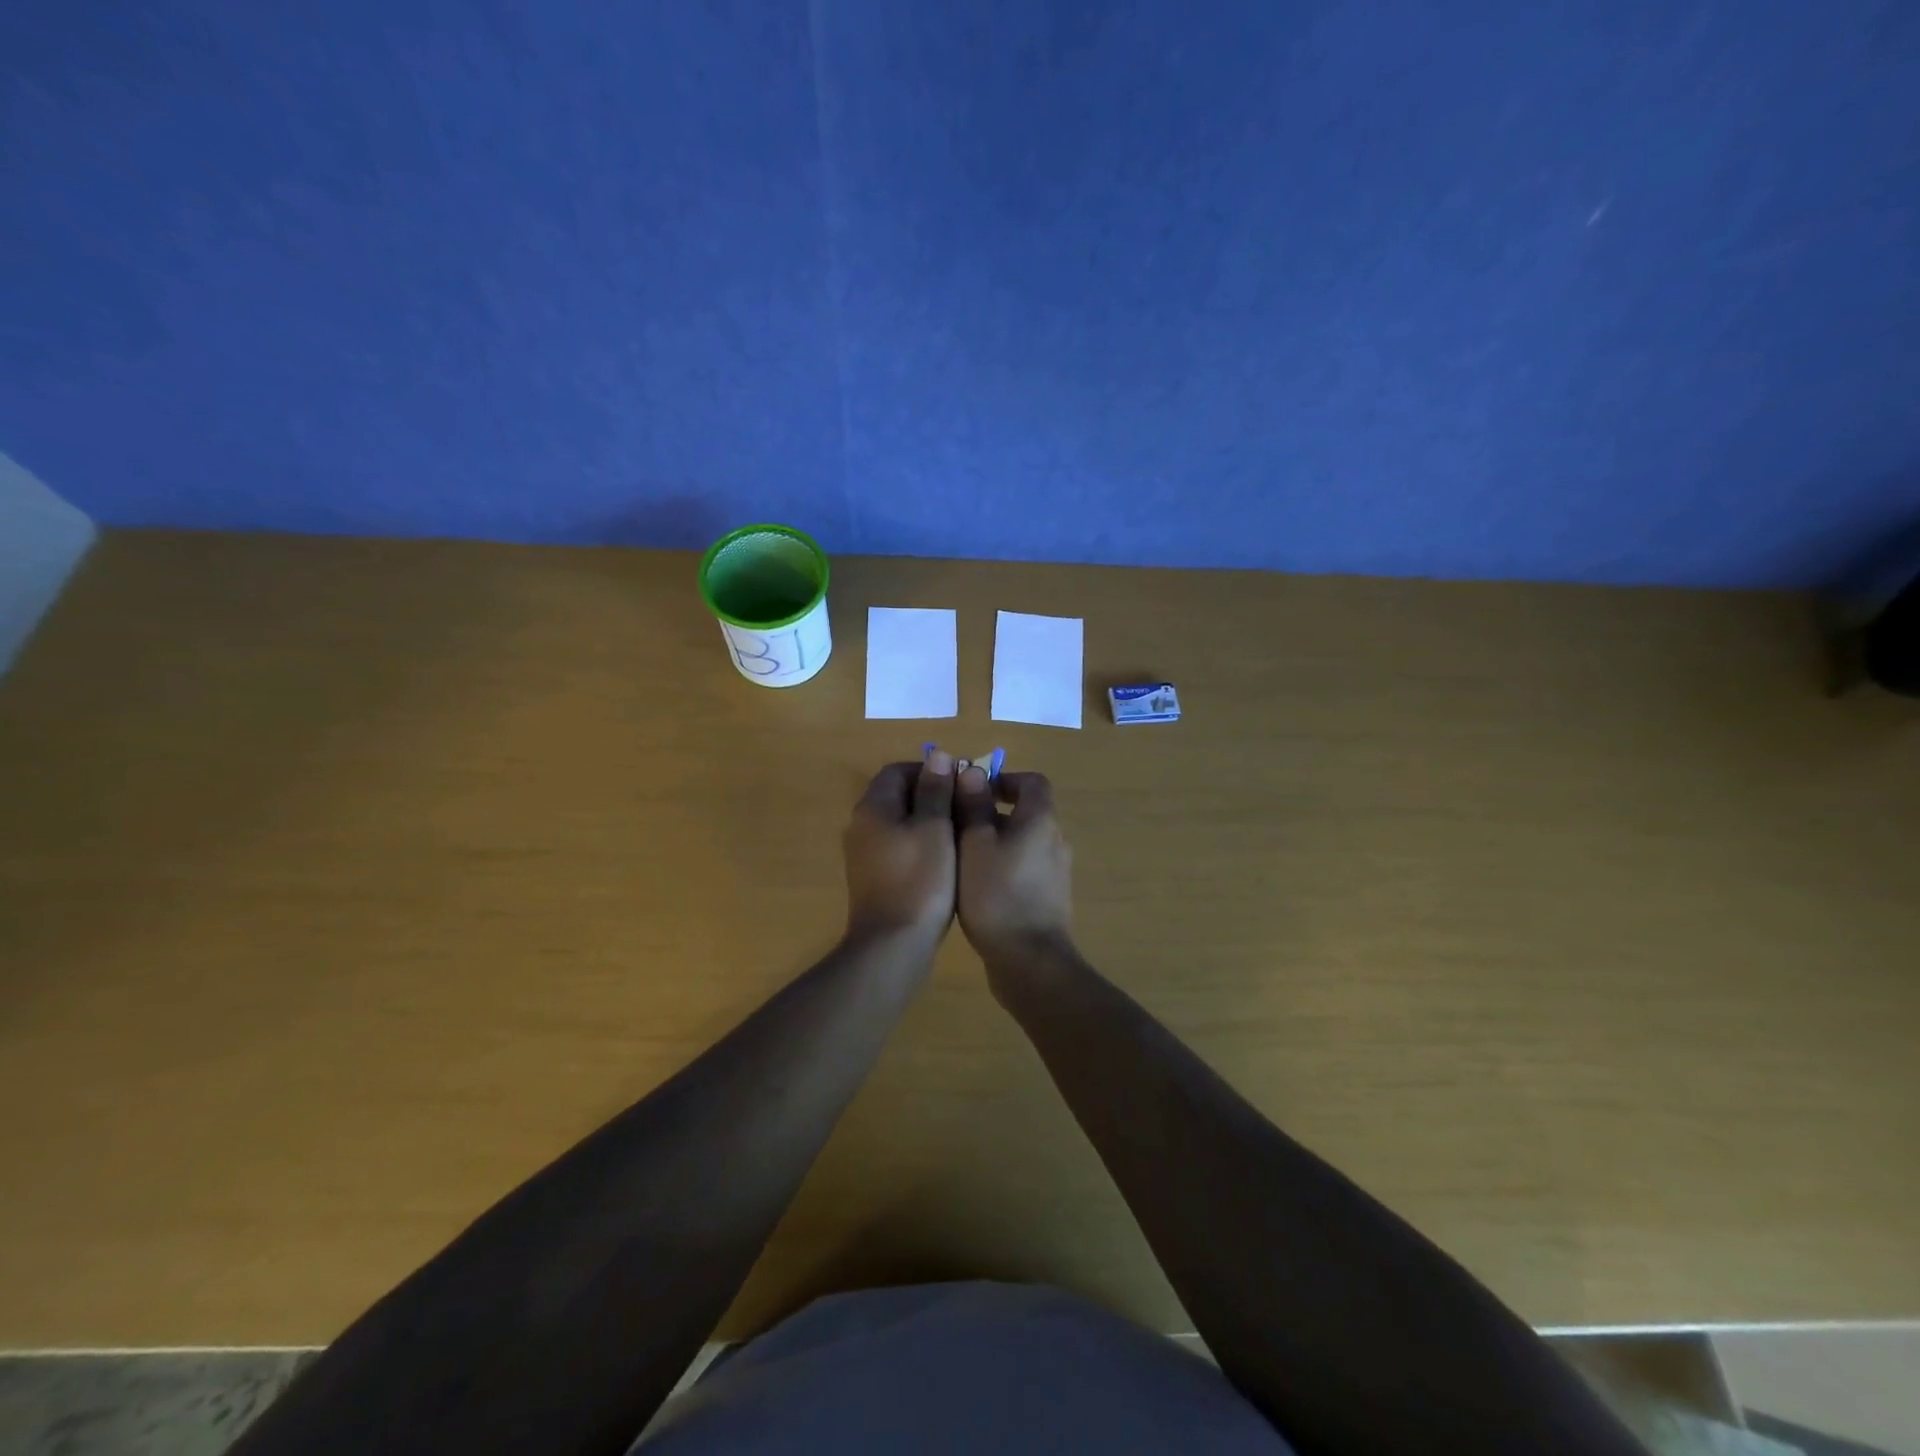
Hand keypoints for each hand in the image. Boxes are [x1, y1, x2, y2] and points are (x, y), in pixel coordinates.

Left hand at [842, 755, 958, 946]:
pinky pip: (898, 848)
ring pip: (899, 823)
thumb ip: (935, 790)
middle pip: (897, 796)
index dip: (930, 770)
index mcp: (873, 807)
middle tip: (965, 808)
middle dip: (932, 796)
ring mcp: (864, 854)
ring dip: (929, 822)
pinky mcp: (873, 878)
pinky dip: (921, 846)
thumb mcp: (935, 827)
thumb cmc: (919, 879)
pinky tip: (945, 862)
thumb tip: (936, 755)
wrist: (893, 944)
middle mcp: (861, 825)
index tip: (960, 783)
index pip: (897, 770)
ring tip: (962, 834)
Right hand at [953, 768, 1073, 968]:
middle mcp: (1055, 840)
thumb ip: (973, 805)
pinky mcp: (1050, 897)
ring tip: (960, 856)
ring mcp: (1056, 871)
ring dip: (995, 840)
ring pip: (1023, 841)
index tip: (973, 790)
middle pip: (1026, 811)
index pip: (1032, 782)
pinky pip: (1025, 867)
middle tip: (956, 824)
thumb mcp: (974, 844)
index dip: (1003, 779)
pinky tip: (976, 886)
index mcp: (1041, 820)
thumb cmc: (997, 894)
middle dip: (991, 812)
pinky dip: (1003, 865)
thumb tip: (972, 771)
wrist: (1029, 960)